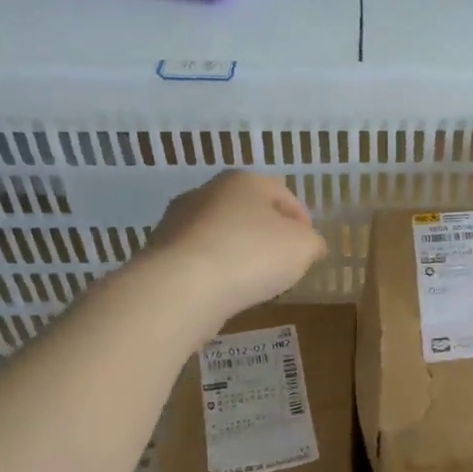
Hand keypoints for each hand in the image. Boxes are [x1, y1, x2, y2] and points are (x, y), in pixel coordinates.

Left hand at [142, 171, 326, 331]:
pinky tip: (224, 291)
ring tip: (252, 281)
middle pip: (248, 211)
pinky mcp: (159, 252)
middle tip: (283, 263)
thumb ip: (313, 242)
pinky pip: (199, 258)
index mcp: (244, 180)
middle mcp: (207, 191)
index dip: (302, 220)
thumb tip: (310, 244)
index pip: (283, 194)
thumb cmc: (251, 255)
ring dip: (238, 252)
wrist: (180, 288)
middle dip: (267, 234)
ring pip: (221, 234)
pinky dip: (214, 270)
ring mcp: (177, 221)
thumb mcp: (304, 247)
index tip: (309, 247)